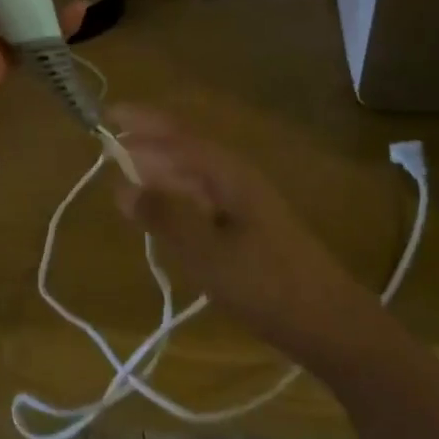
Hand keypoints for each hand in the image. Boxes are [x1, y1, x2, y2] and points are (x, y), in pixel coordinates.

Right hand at [109, 105, 372, 352]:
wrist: (331, 324)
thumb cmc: (267, 284)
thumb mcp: (207, 253)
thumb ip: (164, 217)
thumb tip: (122, 186)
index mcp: (228, 173)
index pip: (177, 135)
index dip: (143, 121)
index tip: (107, 114)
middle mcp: (236, 179)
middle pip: (185, 150)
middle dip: (148, 144)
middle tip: (109, 146)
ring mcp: (245, 204)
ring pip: (193, 176)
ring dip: (160, 171)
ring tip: (127, 176)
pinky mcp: (249, 229)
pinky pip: (202, 200)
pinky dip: (176, 198)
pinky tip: (163, 214)